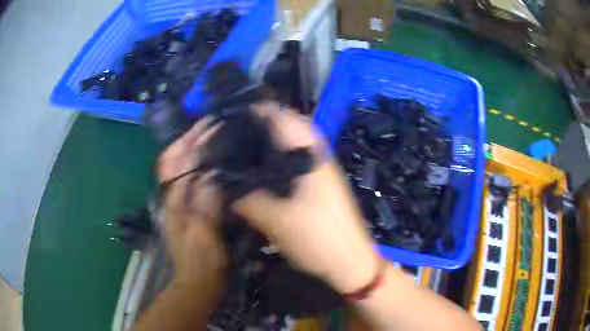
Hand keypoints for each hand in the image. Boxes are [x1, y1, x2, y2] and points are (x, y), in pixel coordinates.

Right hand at [157, 102, 381, 293]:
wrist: (349, 262)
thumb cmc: (317, 239)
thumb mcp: (274, 219)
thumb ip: (244, 196)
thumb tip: (218, 181)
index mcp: (308, 151)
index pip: (278, 114)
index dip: (250, 112)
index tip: (225, 120)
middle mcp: (316, 151)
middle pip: (283, 125)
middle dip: (256, 127)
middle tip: (229, 137)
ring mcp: (320, 165)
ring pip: (288, 142)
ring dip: (266, 143)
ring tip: (238, 151)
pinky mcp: (319, 180)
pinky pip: (293, 159)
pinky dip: (275, 159)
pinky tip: (258, 172)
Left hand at [157, 118, 226, 283]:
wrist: (198, 282)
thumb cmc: (202, 262)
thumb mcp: (204, 235)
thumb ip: (206, 204)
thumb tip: (212, 173)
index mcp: (173, 201)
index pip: (177, 161)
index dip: (192, 140)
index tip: (211, 124)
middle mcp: (171, 196)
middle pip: (172, 158)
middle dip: (188, 138)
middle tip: (210, 124)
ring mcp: (177, 201)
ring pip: (179, 166)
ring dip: (190, 148)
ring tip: (211, 135)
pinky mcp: (187, 208)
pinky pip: (189, 178)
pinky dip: (196, 164)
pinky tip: (213, 161)